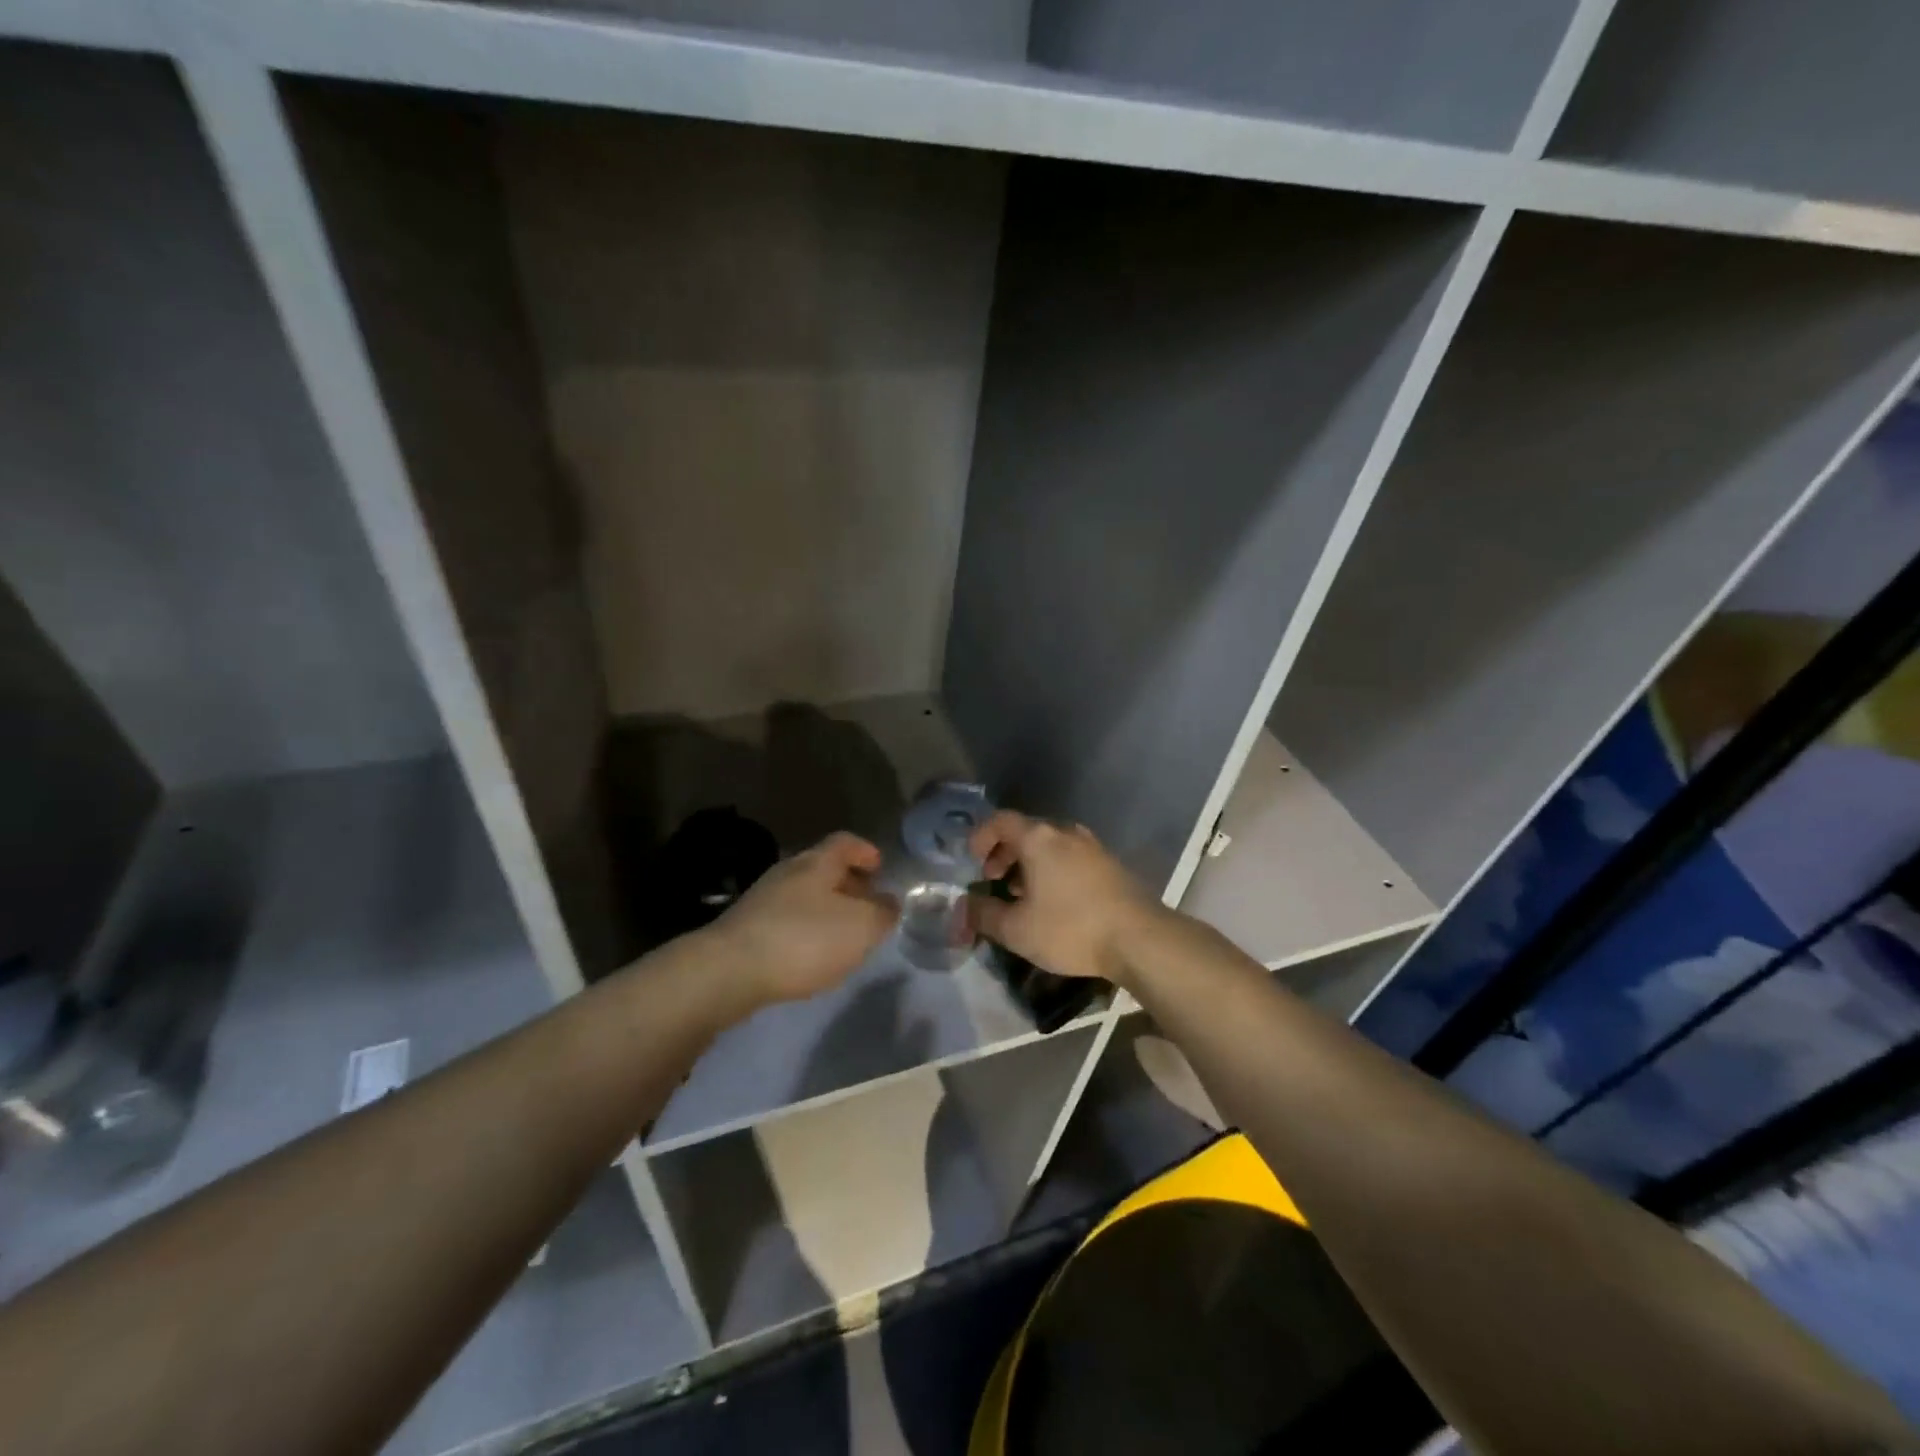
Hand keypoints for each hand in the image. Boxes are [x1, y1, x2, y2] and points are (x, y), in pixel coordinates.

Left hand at [706, 832, 896, 1005]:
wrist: (728, 972)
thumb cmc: (804, 940)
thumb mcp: (861, 927)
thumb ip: (882, 913)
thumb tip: (889, 903)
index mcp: (817, 863)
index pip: (845, 842)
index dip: (866, 851)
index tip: (881, 868)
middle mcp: (788, 872)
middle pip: (824, 869)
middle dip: (849, 884)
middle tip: (869, 907)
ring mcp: (762, 900)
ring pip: (804, 896)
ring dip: (827, 910)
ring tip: (844, 936)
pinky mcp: (746, 929)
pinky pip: (786, 920)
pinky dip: (805, 930)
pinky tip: (811, 956)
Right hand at [966, 812, 1164, 986]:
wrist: (1139, 938)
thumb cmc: (1070, 928)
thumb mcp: (1017, 929)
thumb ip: (984, 914)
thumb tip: (965, 906)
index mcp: (1039, 839)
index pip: (1000, 821)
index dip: (981, 836)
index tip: (972, 860)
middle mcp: (1065, 833)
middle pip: (1026, 832)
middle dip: (1004, 853)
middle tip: (993, 879)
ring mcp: (1092, 847)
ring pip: (1050, 845)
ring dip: (1029, 864)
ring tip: (1021, 894)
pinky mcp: (1110, 864)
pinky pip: (1070, 857)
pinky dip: (1052, 870)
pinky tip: (1054, 901)